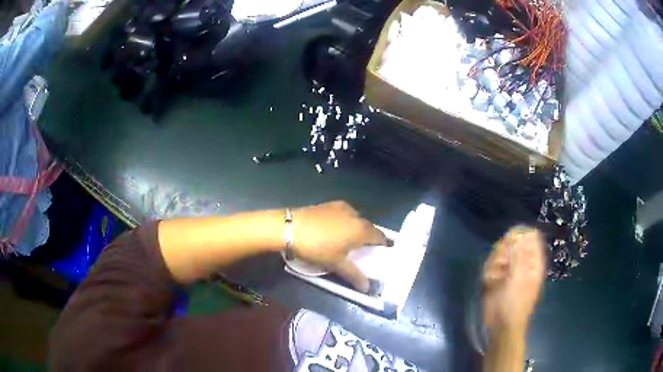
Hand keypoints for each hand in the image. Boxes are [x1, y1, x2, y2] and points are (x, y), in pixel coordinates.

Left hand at [291, 201, 387, 292]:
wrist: (290, 228)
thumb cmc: (317, 247)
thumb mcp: (336, 264)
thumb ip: (354, 275)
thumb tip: (367, 287)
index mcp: (361, 229)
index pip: (380, 236)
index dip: (382, 246)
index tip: (378, 255)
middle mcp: (356, 215)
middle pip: (369, 227)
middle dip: (368, 238)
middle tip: (362, 251)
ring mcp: (342, 207)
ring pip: (356, 219)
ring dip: (356, 229)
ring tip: (347, 242)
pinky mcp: (330, 204)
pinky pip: (344, 214)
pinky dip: (345, 222)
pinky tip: (334, 231)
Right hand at [483, 226, 545, 330]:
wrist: (501, 324)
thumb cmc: (515, 303)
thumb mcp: (519, 278)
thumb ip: (518, 255)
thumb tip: (517, 233)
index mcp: (533, 260)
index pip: (530, 236)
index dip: (519, 235)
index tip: (509, 243)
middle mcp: (521, 262)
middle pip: (511, 242)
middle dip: (503, 251)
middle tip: (502, 264)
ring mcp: (508, 269)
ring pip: (498, 253)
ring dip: (494, 263)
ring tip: (495, 277)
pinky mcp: (496, 277)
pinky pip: (489, 266)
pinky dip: (488, 272)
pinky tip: (489, 282)